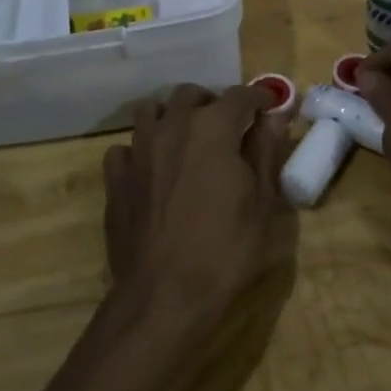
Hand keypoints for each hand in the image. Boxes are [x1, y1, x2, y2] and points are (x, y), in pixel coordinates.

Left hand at [102, 84, 291, 333]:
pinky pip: (124, 148)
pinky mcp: (115, 179)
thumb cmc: (226, 250)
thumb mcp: (262, 203)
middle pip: (191, 94)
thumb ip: (266, 152)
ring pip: (151, 111)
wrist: (164, 296)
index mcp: (213, 128)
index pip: (240, 95)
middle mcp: (172, 126)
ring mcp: (138, 150)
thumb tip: (275, 117)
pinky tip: (151, 170)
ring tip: (186, 140)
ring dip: (171, 116)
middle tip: (228, 126)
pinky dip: (140, 150)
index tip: (269, 106)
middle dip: (212, 102)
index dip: (259, 97)